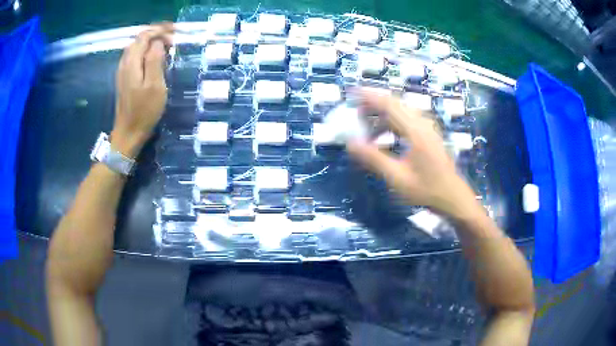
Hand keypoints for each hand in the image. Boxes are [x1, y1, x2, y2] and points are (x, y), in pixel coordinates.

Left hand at [111, 24, 172, 157]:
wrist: (128, 134)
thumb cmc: (144, 112)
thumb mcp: (155, 86)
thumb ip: (155, 60)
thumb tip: (158, 43)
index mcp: (132, 63)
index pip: (144, 36)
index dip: (159, 30)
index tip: (175, 33)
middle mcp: (124, 63)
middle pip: (138, 39)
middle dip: (155, 34)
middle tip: (172, 38)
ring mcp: (122, 72)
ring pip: (135, 47)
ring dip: (150, 42)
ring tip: (165, 45)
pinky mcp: (124, 79)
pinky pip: (133, 57)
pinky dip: (144, 51)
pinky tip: (153, 58)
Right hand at [346, 89, 479, 218]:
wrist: (453, 199)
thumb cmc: (426, 190)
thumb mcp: (397, 178)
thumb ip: (374, 159)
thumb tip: (351, 143)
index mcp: (416, 131)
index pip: (389, 105)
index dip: (370, 97)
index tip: (352, 93)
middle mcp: (423, 124)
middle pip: (396, 104)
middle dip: (374, 104)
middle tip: (355, 112)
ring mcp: (428, 129)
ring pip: (402, 112)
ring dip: (383, 115)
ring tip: (366, 126)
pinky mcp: (430, 135)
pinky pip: (408, 121)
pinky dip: (392, 123)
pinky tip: (384, 136)